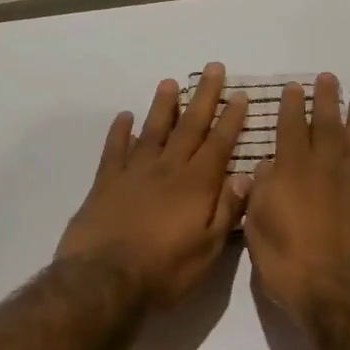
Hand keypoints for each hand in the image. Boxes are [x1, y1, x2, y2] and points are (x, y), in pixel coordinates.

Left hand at [57, 64, 251, 306]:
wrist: (104, 280)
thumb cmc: (164, 270)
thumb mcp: (208, 250)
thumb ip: (227, 210)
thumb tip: (246, 176)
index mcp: (196, 185)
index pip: (219, 144)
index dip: (231, 119)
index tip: (239, 95)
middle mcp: (167, 170)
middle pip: (189, 126)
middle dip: (204, 97)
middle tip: (213, 68)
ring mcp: (134, 173)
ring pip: (153, 130)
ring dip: (164, 105)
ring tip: (171, 82)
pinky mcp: (105, 183)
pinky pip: (115, 149)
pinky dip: (120, 131)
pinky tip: (125, 116)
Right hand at [244, 73, 349, 327]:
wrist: (341, 295)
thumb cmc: (289, 265)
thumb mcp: (257, 229)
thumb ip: (259, 194)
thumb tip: (265, 168)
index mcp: (293, 172)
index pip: (291, 129)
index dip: (292, 107)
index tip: (295, 87)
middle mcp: (328, 170)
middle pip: (329, 127)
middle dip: (327, 101)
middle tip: (330, 79)